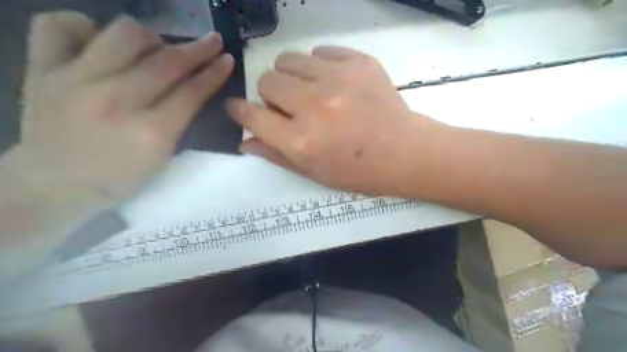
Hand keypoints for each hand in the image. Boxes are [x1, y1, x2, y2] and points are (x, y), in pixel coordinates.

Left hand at [21, 12, 234, 207]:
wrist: (54, 184)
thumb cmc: (119, 178)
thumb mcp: (162, 157)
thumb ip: (180, 120)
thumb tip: (193, 86)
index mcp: (149, 133)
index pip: (191, 92)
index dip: (214, 73)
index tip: (228, 59)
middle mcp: (113, 101)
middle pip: (166, 61)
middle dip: (198, 49)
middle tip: (213, 42)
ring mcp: (73, 80)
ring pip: (124, 34)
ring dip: (152, 38)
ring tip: (157, 49)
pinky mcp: (41, 69)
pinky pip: (62, 24)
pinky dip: (89, 27)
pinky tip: (102, 44)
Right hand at [230, 45, 439, 195]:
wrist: (404, 152)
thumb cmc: (358, 171)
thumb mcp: (315, 173)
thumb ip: (277, 155)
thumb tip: (245, 143)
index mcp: (301, 140)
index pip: (252, 116)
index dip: (240, 111)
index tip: (239, 108)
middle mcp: (313, 106)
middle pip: (267, 81)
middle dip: (270, 95)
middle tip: (289, 106)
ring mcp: (337, 79)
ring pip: (289, 60)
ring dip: (291, 76)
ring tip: (308, 91)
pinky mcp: (358, 63)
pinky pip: (321, 52)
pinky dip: (318, 66)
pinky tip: (332, 82)